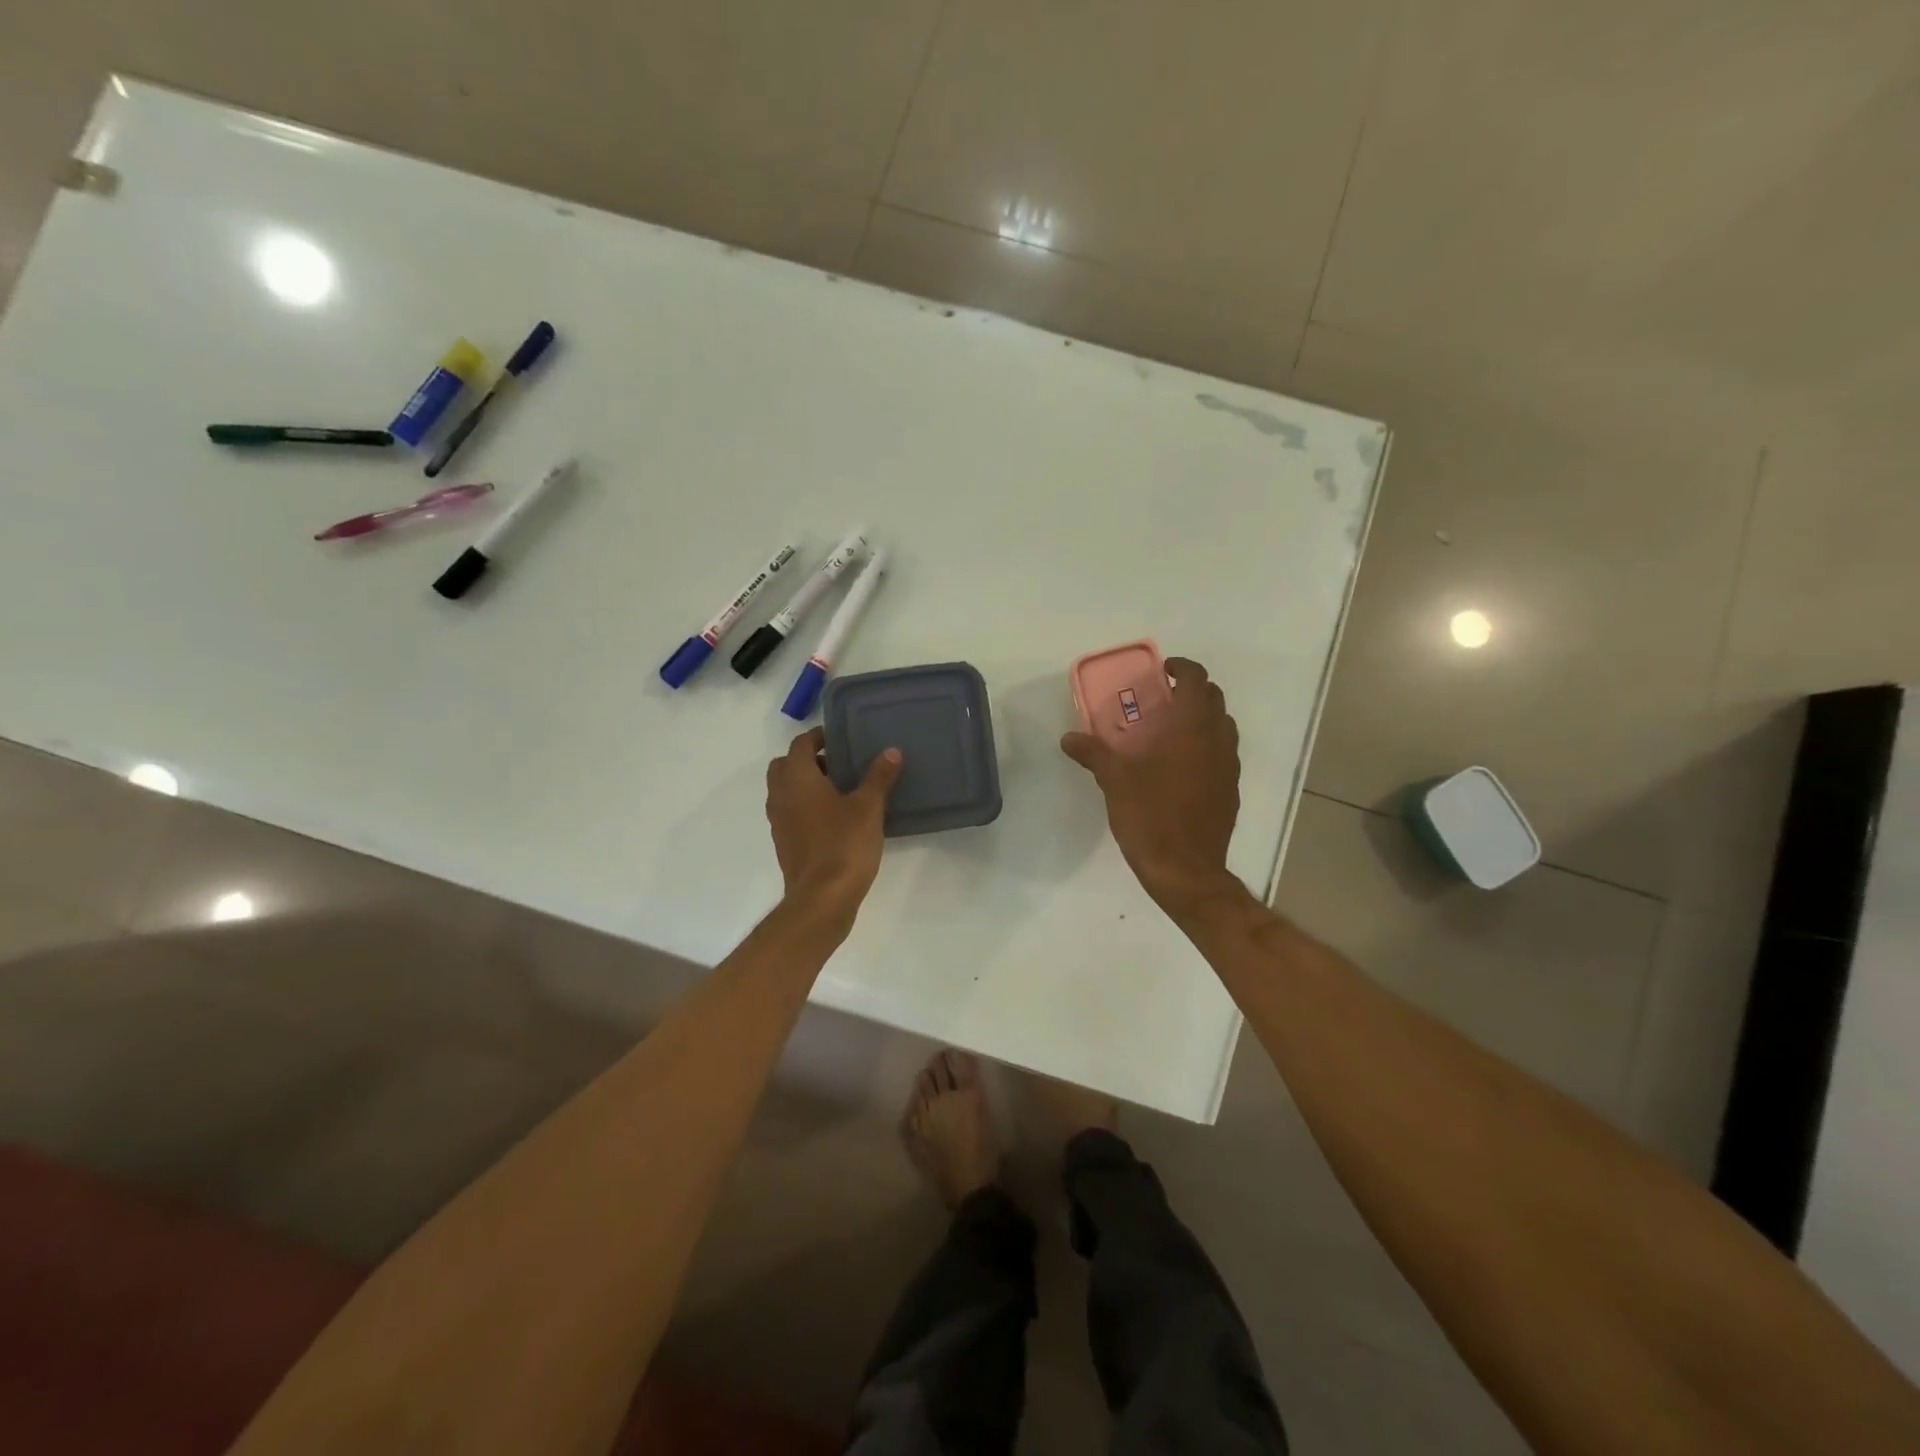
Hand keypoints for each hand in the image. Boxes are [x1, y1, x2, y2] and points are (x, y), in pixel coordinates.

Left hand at [765, 728, 902, 927]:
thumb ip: (878, 776)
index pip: (801, 744)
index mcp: (797, 778)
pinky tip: (835, 818)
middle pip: (786, 765)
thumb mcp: (868, 807)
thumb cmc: (844, 845)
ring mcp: (778, 822)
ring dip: (807, 784)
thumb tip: (891, 751)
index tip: (842, 738)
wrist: (821, 899)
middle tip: (840, 764)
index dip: (820, 737)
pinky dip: (806, 807)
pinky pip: (791, 813)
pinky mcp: (784, 843)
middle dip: (809, 760)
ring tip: (842, 790)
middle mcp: (780, 795)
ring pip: (786, 791)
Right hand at [1061, 657, 1241, 916]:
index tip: (1162, 672)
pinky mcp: (1230, 790)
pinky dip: (1206, 746)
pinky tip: (1180, 767)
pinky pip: (1223, 754)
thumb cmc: (1150, 817)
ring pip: (1223, 726)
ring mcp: (1229, 766)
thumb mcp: (1115, 781)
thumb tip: (1068, 738)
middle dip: (1191, 691)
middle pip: (1214, 699)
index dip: (1182, 668)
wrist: (1186, 870)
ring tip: (1171, 730)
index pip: (1197, 680)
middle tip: (1162, 698)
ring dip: (1202, 718)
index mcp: (1191, 729)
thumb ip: (1093, 754)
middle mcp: (1217, 740)